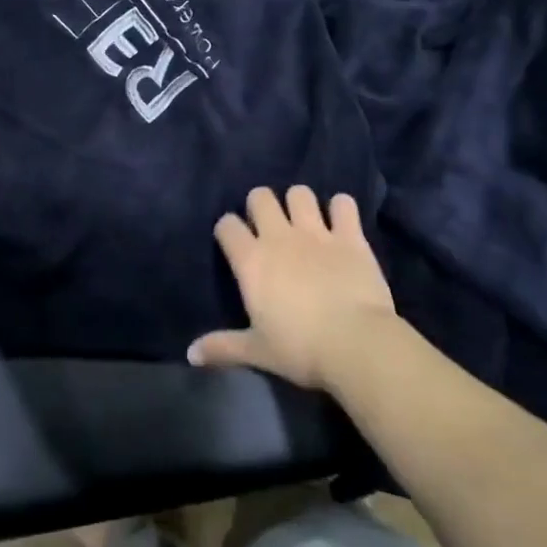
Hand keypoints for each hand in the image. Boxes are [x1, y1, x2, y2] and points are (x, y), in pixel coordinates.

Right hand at [188, 187, 397, 390]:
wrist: (357, 345)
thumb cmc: (301, 349)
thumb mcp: (257, 351)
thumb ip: (222, 347)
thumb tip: (190, 354)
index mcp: (251, 260)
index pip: (227, 225)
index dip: (228, 230)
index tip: (235, 244)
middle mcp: (278, 237)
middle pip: (260, 196)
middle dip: (261, 205)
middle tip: (269, 227)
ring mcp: (316, 232)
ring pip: (299, 193)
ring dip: (300, 203)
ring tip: (305, 221)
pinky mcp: (350, 236)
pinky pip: (344, 204)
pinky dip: (341, 209)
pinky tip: (341, 222)